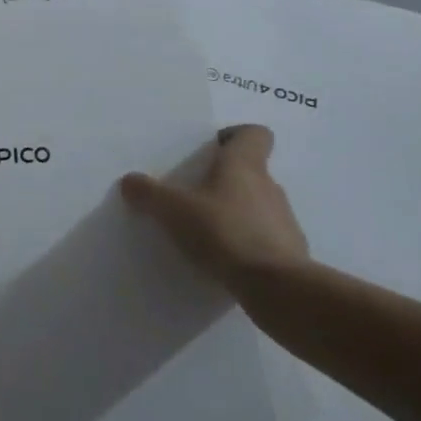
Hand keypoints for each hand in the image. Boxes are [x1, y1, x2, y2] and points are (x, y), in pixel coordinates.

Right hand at [120, 124, 311, 297]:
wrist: (276, 287)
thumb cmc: (224, 232)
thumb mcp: (174, 210)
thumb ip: (149, 193)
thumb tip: (130, 180)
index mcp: (245, 165)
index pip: (254, 133)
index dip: (234, 136)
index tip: (210, 151)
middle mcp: (269, 186)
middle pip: (250, 171)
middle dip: (223, 180)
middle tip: (193, 194)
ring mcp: (284, 220)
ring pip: (256, 205)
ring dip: (234, 212)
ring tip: (205, 231)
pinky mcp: (290, 252)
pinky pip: (263, 238)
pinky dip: (246, 243)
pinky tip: (223, 259)